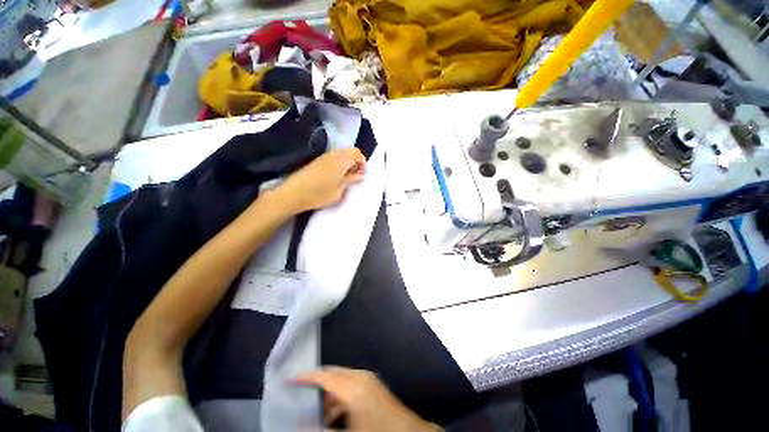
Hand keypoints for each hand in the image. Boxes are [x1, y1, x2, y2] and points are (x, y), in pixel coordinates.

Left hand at [272, 149, 365, 214]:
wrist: (293, 193)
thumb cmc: (319, 194)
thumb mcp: (339, 190)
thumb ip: (350, 180)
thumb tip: (360, 175)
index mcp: (341, 160)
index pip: (357, 153)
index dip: (362, 163)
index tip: (361, 175)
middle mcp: (333, 154)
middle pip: (349, 152)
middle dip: (355, 162)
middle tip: (355, 177)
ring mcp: (323, 156)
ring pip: (341, 154)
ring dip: (347, 163)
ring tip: (345, 178)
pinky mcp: (317, 161)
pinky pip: (333, 157)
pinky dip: (339, 164)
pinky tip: (335, 177)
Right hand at [292, 367, 439, 431]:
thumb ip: (322, 428)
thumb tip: (301, 424)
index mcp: (353, 386)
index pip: (324, 376)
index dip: (305, 377)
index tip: (289, 378)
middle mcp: (360, 377)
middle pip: (332, 375)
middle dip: (316, 387)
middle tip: (300, 399)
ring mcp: (368, 380)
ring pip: (341, 382)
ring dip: (329, 397)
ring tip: (317, 417)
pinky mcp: (372, 386)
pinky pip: (350, 387)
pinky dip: (340, 400)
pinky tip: (335, 418)